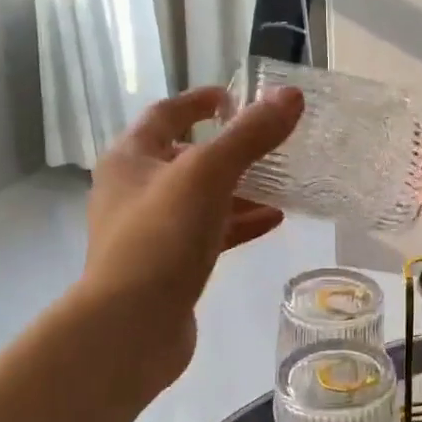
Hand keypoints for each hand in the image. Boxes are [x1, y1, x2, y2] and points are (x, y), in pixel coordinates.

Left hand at [76, 84, 303, 392]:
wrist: (131, 326)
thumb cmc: (161, 237)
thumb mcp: (208, 175)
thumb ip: (250, 135)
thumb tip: (291, 96)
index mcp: (130, 159)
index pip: (166, 114)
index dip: (200, 101)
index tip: (235, 97)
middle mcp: (134, 191)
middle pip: (185, 157)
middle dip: (228, 149)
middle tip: (269, 142)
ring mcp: (150, 232)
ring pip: (201, 199)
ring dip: (239, 189)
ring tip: (282, 183)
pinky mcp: (168, 266)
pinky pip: (208, 234)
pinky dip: (239, 224)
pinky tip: (273, 221)